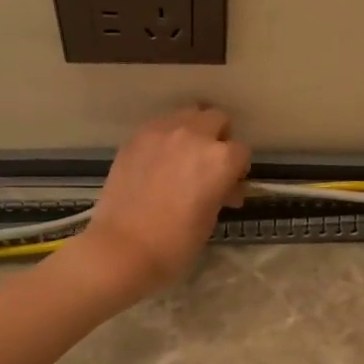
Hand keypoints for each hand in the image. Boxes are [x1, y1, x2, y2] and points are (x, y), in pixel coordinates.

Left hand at [72, 106, 250, 301]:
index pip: (241, 152)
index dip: (237, 170)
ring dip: (192, 131)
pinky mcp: (135, 138)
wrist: (122, 248)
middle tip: (209, 165)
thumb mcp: (210, 218)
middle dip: (218, 138)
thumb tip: (225, 187)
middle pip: (216, 119)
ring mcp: (161, 132)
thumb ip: (221, 192)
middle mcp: (194, 135)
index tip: (229, 186)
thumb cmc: (175, 243)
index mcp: (220, 159)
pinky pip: (159, 126)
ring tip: (182, 159)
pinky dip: (165, 138)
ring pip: (187, 115)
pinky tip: (158, 162)